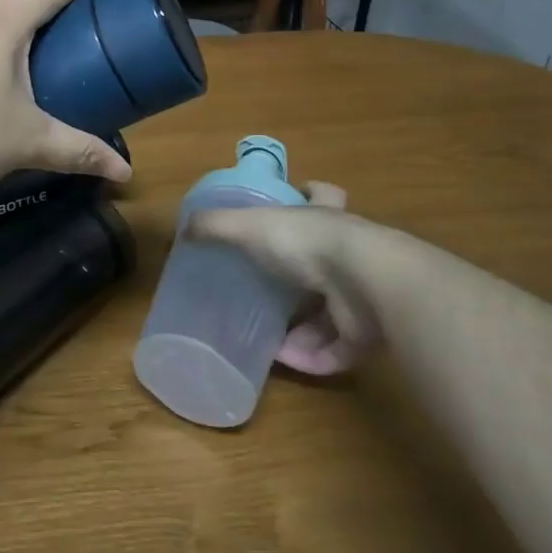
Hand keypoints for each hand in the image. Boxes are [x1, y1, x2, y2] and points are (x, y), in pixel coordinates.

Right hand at [186, 182, 389, 376]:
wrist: (368, 285)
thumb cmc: (307, 243)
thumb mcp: (249, 226)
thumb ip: (216, 226)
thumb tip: (182, 230)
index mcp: (324, 217)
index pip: (323, 193)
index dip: (311, 192)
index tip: (300, 192)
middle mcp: (349, 251)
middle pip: (327, 259)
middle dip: (300, 277)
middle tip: (269, 290)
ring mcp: (363, 293)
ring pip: (331, 312)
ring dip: (302, 330)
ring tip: (271, 339)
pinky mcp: (368, 333)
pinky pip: (337, 350)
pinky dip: (312, 358)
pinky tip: (284, 361)